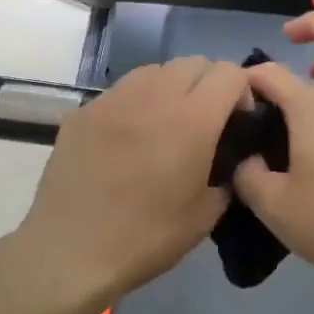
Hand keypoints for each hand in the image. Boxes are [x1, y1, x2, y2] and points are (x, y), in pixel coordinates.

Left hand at [15, 56, 248, 313]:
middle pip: (193, 63)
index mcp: (193, 120)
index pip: (230, 73)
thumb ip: (226, 178)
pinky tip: (128, 139)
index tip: (238, 120)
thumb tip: (228, 163)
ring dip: (171, 87)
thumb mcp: (205, 216)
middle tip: (205, 121)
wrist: (71, 251)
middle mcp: (154, 96)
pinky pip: (120, 92)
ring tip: (165, 123)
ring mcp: (113, 99)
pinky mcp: (83, 111)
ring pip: (155, 70)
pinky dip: (135, 104)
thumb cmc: (146, 237)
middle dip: (208, 84)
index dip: (242, 91)